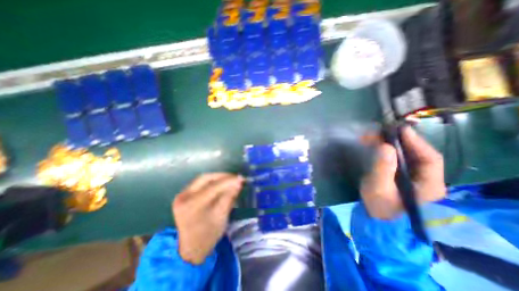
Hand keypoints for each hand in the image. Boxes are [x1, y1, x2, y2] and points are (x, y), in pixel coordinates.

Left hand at [172, 174, 242, 264]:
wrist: (191, 248)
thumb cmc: (208, 236)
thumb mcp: (222, 217)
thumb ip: (229, 197)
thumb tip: (238, 182)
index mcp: (192, 206)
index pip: (213, 187)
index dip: (228, 181)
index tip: (241, 178)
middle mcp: (183, 197)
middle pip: (206, 178)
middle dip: (223, 176)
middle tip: (235, 178)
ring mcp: (181, 195)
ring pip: (203, 179)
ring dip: (218, 177)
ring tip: (230, 180)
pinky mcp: (183, 195)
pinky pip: (200, 183)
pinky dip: (212, 181)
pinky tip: (221, 183)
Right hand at [361, 126, 445, 218]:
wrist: (375, 219)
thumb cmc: (379, 207)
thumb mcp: (378, 188)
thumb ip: (382, 169)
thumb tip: (385, 146)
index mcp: (429, 185)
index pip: (430, 158)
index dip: (415, 142)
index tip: (399, 129)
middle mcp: (425, 179)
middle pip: (416, 154)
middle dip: (397, 141)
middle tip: (379, 131)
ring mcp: (412, 177)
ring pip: (404, 154)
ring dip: (388, 143)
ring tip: (371, 136)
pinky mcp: (399, 175)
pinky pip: (395, 158)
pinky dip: (384, 149)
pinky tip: (373, 145)